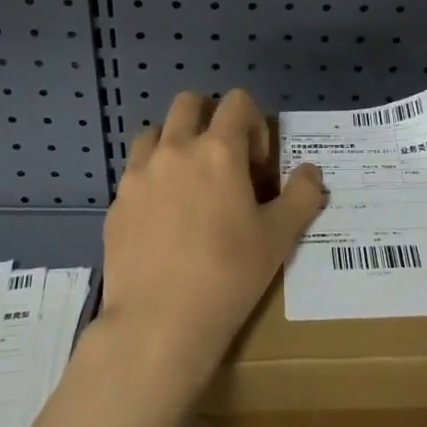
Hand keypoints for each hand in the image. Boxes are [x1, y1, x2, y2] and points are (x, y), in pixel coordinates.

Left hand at [99, 89, 325, 394]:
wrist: (159, 324)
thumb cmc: (228, 275)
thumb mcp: (280, 237)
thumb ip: (302, 195)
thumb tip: (310, 171)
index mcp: (218, 150)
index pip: (237, 102)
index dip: (253, 124)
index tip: (256, 165)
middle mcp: (174, 150)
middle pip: (188, 103)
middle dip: (209, 119)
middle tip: (222, 161)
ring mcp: (138, 175)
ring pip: (154, 132)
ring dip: (174, 143)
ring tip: (188, 183)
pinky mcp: (116, 203)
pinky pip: (134, 173)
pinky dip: (151, 179)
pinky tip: (163, 219)